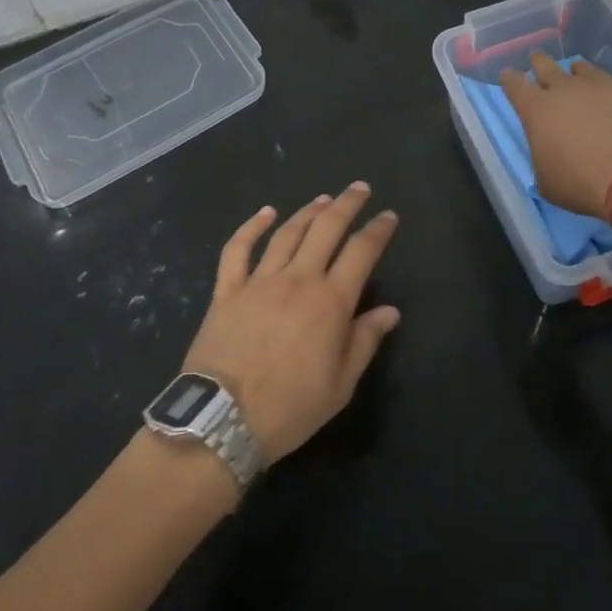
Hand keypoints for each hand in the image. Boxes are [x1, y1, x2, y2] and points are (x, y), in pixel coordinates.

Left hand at [180, 185, 400, 463]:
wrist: (222, 421)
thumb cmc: (289, 409)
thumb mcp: (340, 386)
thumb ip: (365, 341)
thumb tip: (389, 311)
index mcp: (330, 302)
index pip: (361, 252)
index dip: (378, 230)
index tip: (389, 216)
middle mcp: (298, 280)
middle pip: (326, 229)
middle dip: (347, 205)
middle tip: (360, 188)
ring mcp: (259, 280)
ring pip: (288, 233)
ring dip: (308, 211)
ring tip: (323, 199)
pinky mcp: (227, 290)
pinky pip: (238, 249)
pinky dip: (251, 226)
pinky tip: (265, 213)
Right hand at [500, 54, 611, 218]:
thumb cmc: (584, 184)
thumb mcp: (549, 183)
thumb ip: (544, 160)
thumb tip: (550, 155)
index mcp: (538, 111)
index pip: (515, 85)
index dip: (509, 79)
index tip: (507, 75)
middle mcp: (567, 90)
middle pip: (546, 66)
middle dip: (539, 63)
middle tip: (537, 61)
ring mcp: (604, 87)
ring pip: (584, 70)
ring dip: (577, 74)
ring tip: (578, 75)